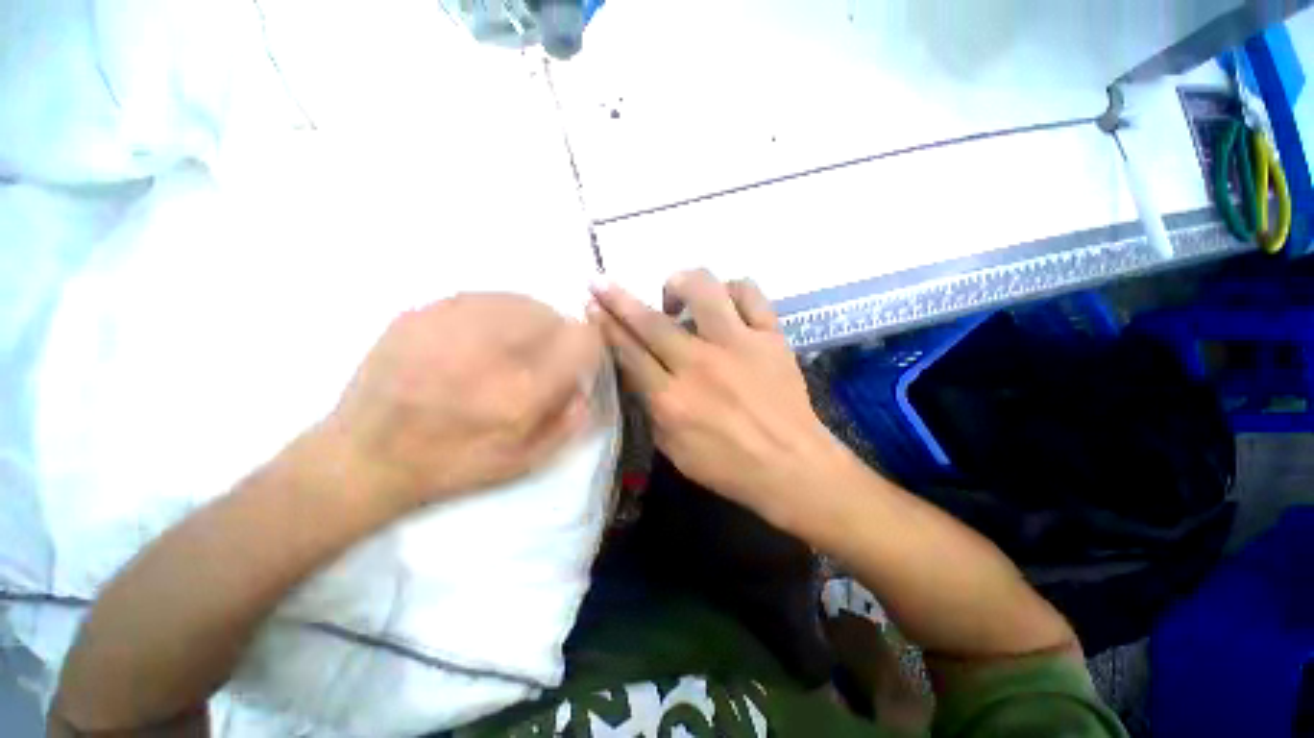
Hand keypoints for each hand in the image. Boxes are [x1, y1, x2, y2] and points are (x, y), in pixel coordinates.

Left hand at [328, 293, 601, 509]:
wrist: (364, 456)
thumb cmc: (452, 465)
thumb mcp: (523, 462)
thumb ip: (568, 422)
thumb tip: (584, 386)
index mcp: (521, 392)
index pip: (581, 340)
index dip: (588, 347)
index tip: (577, 360)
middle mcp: (491, 350)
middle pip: (553, 314)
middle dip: (558, 335)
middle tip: (541, 357)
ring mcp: (451, 324)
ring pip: (519, 300)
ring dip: (529, 321)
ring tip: (510, 345)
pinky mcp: (420, 312)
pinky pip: (481, 297)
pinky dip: (495, 313)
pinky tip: (478, 337)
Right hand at [589, 271, 837, 519]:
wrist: (792, 467)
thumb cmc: (729, 466)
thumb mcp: (674, 448)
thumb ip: (650, 406)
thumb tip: (635, 370)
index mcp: (672, 400)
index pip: (628, 353)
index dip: (605, 326)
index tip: (592, 306)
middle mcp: (700, 365)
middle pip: (650, 321)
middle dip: (618, 298)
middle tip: (601, 283)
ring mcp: (738, 345)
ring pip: (703, 290)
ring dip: (679, 283)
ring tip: (674, 294)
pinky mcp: (770, 337)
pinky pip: (750, 294)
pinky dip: (731, 290)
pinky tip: (724, 302)